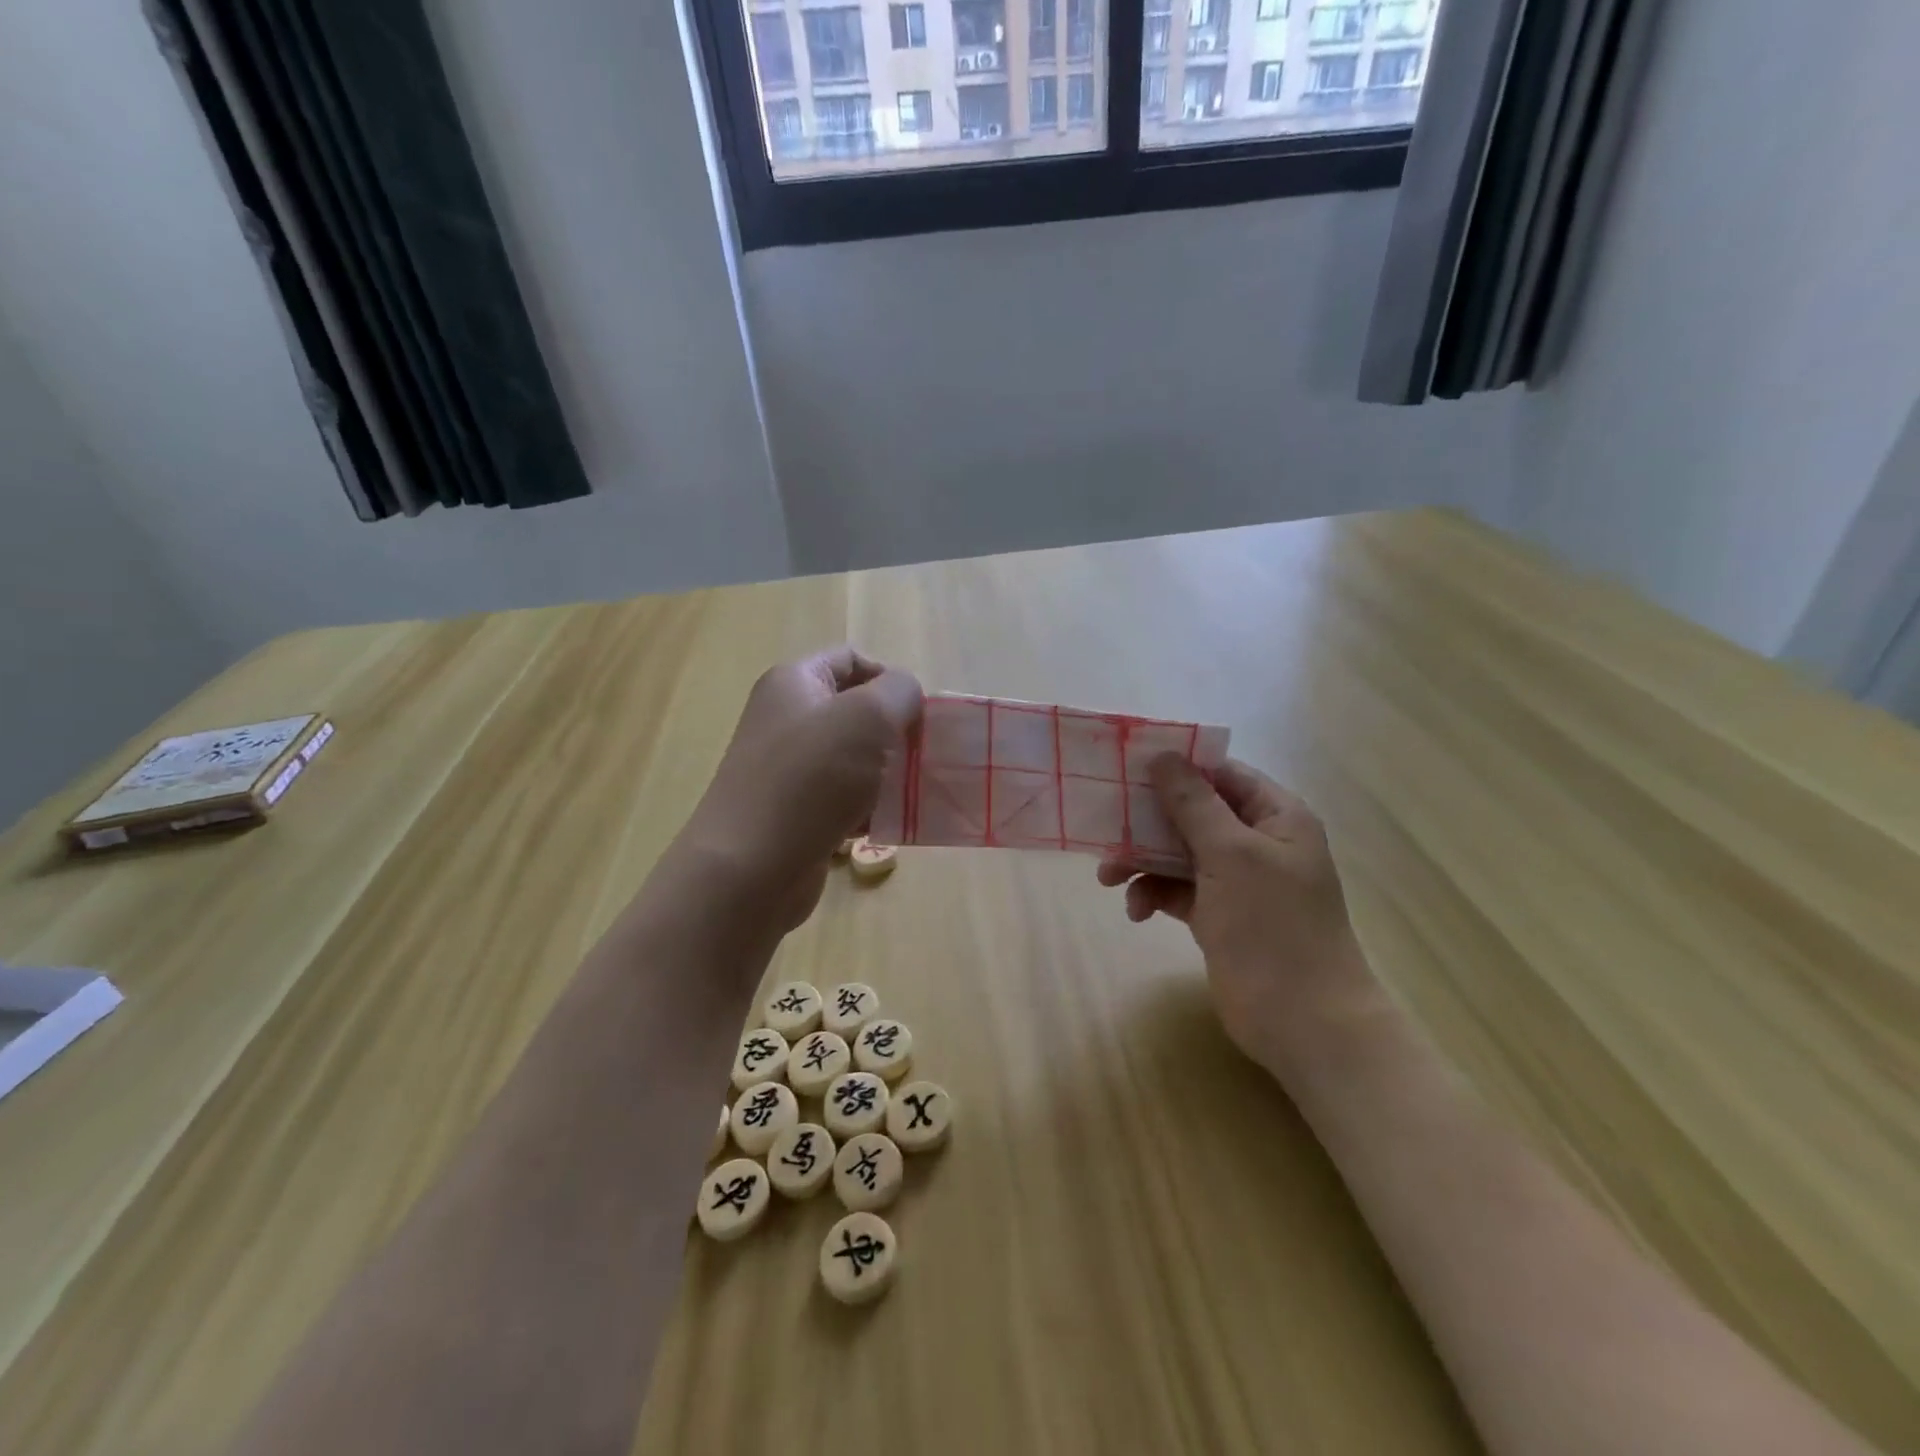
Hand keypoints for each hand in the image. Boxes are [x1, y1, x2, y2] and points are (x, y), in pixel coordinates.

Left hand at [675, 647, 921, 932]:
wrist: (749, 869)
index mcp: (795, 683)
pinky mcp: (797, 812)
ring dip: (889, 773)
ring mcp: (789, 769)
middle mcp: (788, 719)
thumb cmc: (810, 781)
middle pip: (856, 711)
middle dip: (896, 731)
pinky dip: (871, 808)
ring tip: (914, 793)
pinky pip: (846, 798)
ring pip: (856, 758)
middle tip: (923, 756)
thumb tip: (905, 695)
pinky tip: (890, 825)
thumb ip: (898, 692)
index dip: (890, 678)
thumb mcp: (867, 718)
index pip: (852, 659)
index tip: (918, 715)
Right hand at [1098, 756, 1375, 1074]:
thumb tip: (1163, 755)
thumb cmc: (1272, 925)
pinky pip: (1177, 890)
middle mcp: (1257, 842)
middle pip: (1193, 813)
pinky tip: (1136, 911)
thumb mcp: (1230, 854)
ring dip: (1142, 861)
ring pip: (1178, 853)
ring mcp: (1237, 882)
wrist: (1302, 1021)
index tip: (1127, 766)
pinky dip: (1153, 894)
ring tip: (1107, 878)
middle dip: (1148, 821)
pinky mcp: (1218, 916)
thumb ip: (1193, 803)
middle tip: (1105, 825)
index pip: (1221, 774)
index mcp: (1276, 816)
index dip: (1177, 767)